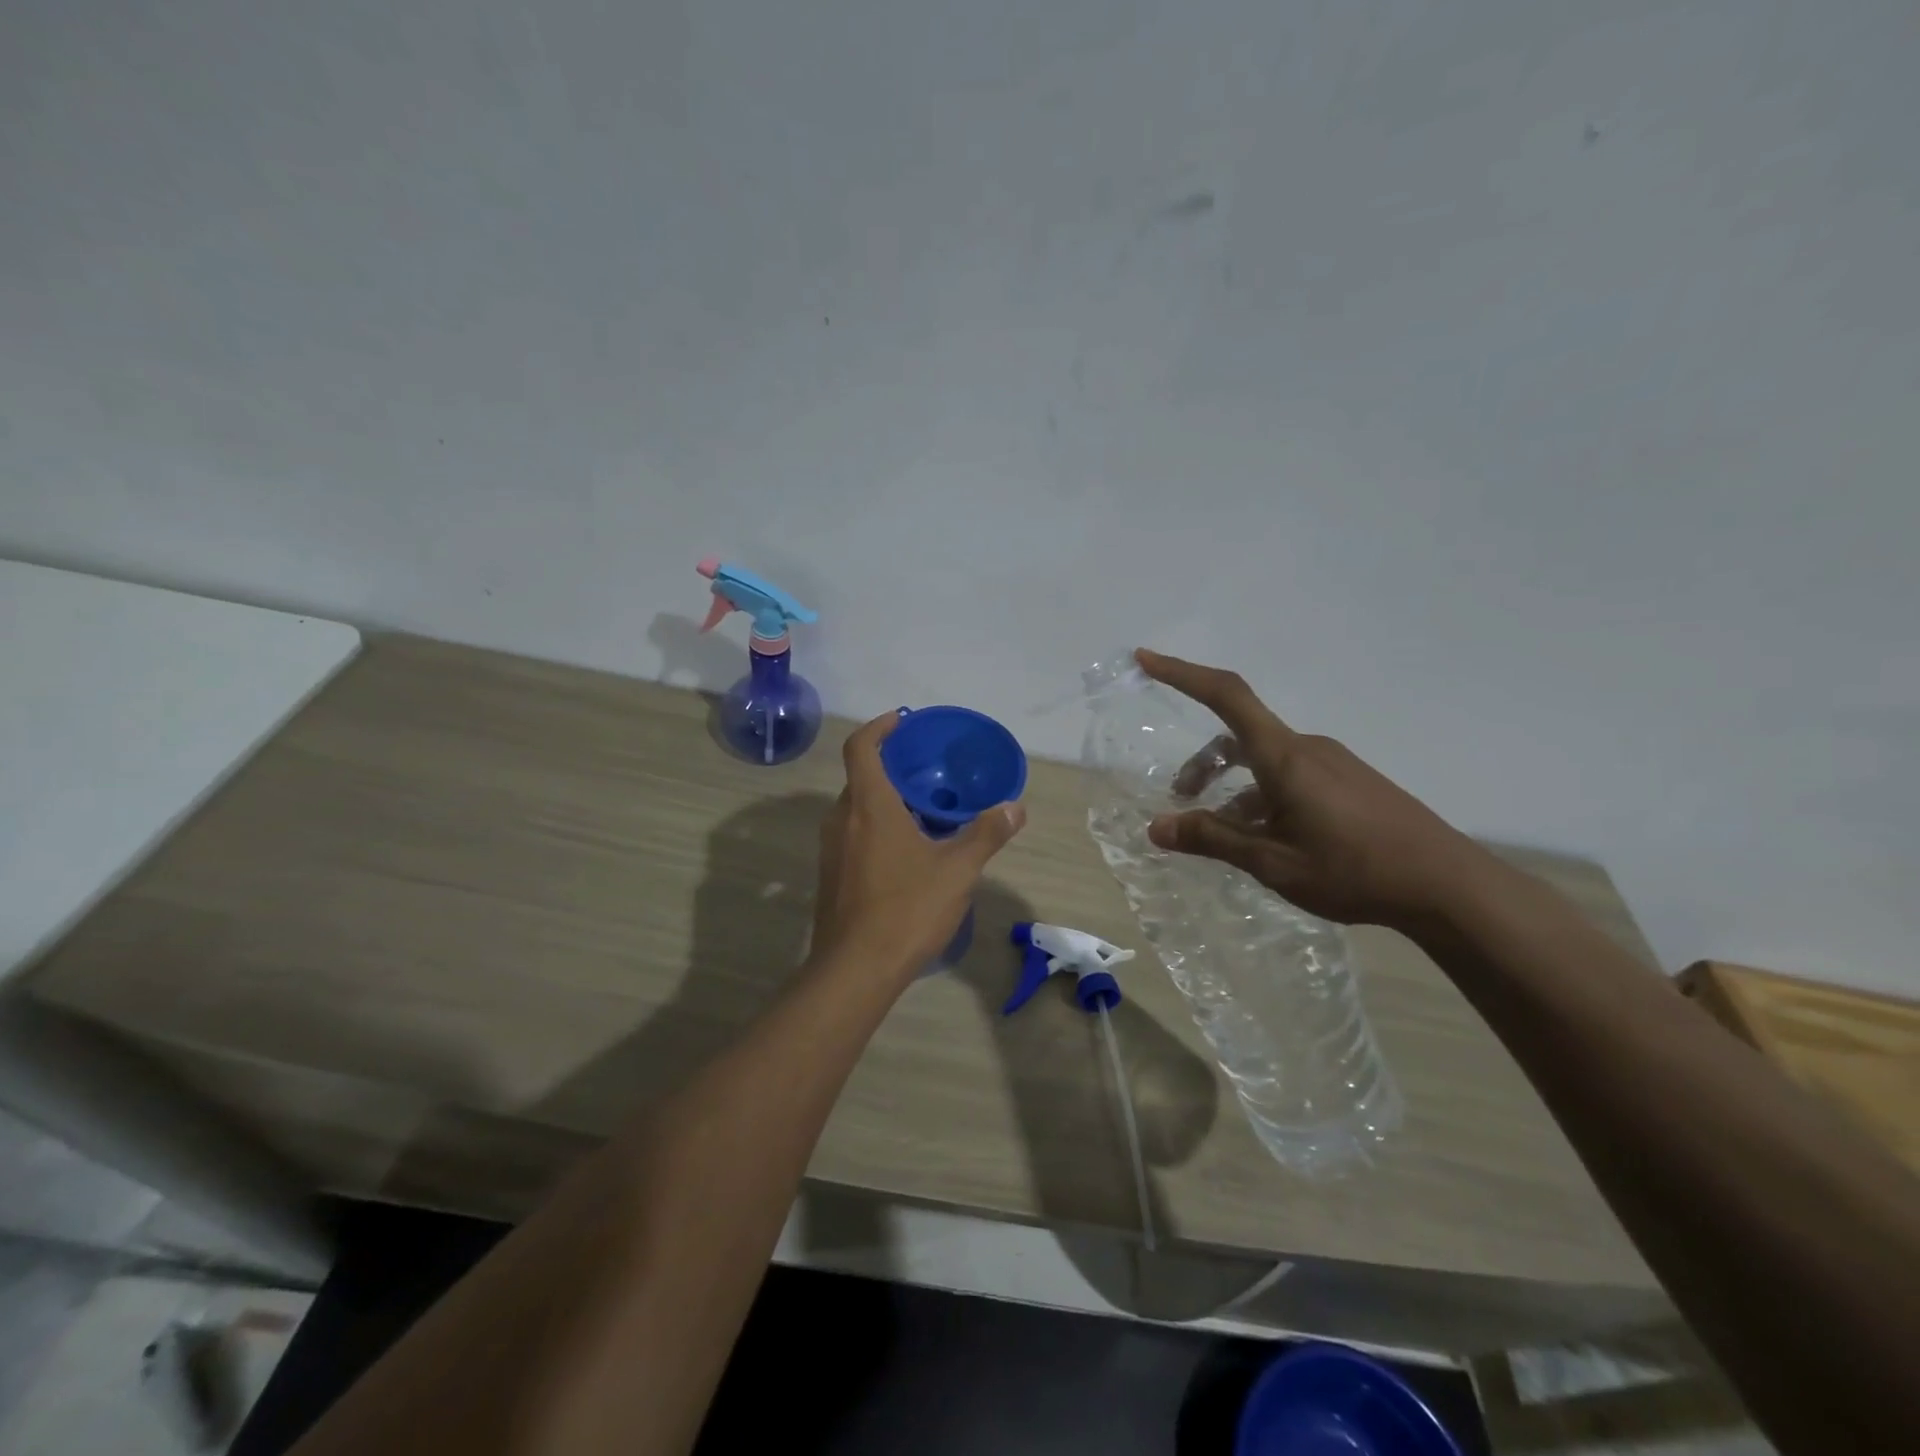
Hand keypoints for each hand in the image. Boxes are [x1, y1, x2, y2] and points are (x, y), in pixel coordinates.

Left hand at [810, 712, 1026, 979]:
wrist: (855, 969)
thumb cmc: (906, 909)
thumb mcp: (957, 871)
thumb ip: (986, 834)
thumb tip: (1015, 807)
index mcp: (868, 806)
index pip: (860, 747)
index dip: (879, 727)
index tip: (901, 720)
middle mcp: (841, 820)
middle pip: (860, 777)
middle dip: (890, 767)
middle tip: (926, 772)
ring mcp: (830, 850)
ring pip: (856, 810)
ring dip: (884, 801)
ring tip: (922, 812)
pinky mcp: (830, 876)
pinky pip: (852, 836)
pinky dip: (875, 828)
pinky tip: (906, 854)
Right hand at [1136, 649, 1486, 928]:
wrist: (1448, 886)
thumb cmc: (1354, 870)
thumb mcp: (1273, 862)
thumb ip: (1213, 839)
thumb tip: (1156, 826)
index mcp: (1285, 757)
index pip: (1226, 696)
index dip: (1183, 673)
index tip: (1146, 659)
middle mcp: (1307, 749)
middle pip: (1240, 736)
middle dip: (1203, 763)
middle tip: (1183, 801)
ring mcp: (1333, 764)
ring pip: (1265, 760)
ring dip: (1234, 786)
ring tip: (1225, 832)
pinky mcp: (1350, 782)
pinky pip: (1291, 775)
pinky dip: (1263, 796)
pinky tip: (1268, 838)